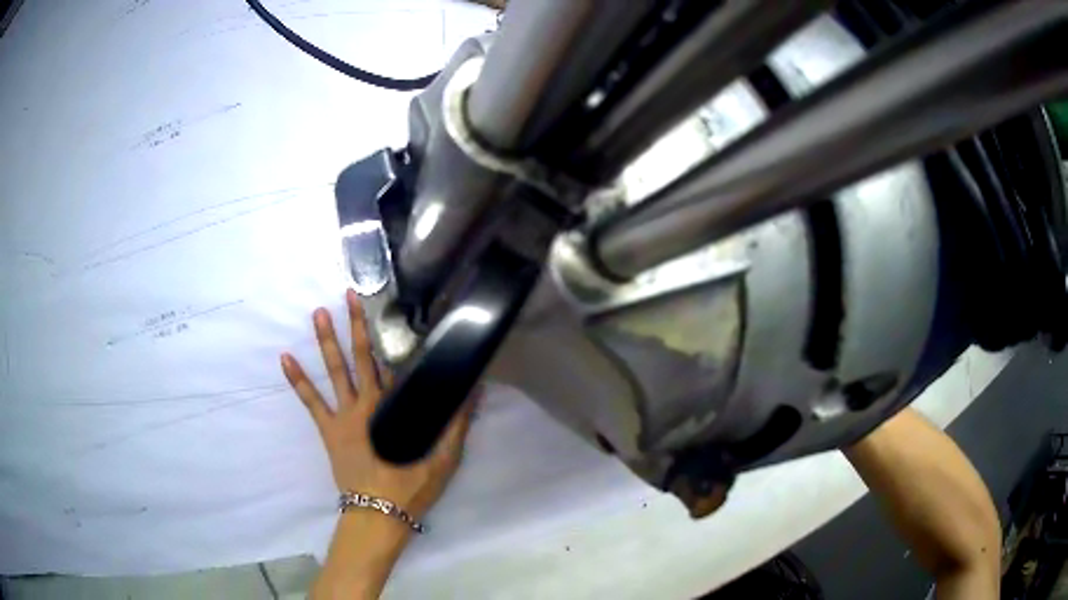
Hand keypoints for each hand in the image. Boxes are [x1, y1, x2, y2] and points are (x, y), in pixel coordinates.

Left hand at [281, 289, 475, 520]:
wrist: (378, 513)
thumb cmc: (411, 487)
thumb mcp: (444, 458)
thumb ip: (456, 424)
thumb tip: (473, 391)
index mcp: (394, 409)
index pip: (393, 365)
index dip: (391, 336)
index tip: (387, 309)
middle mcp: (366, 404)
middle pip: (362, 358)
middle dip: (356, 325)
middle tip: (349, 294)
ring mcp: (343, 416)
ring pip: (334, 371)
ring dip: (326, 341)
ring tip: (318, 313)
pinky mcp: (328, 430)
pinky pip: (310, 401)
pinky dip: (297, 380)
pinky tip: (285, 358)